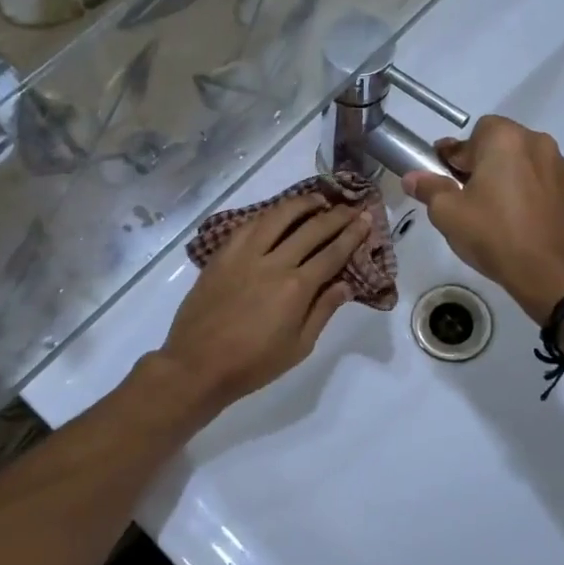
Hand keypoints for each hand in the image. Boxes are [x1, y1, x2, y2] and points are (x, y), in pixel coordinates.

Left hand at [151, 191, 370, 416]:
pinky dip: (267, 215)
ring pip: (277, 217)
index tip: (366, 219)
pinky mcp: (222, 255)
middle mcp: (273, 262)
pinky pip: (248, 225)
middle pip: (310, 229)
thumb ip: (323, 311)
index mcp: (296, 288)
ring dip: (300, 204)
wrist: (197, 364)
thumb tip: (346, 284)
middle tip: (350, 206)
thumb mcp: (299, 347)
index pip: (332, 253)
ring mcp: (244, 255)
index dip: (352, 234)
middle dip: (335, 215)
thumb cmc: (253, 364)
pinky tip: (276, 214)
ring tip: (317, 200)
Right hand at [402, 116, 563, 323]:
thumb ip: (429, 188)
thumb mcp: (448, 214)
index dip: (458, 154)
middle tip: (469, 194)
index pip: (475, 132)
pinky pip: (546, 182)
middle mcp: (538, 143)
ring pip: (527, 162)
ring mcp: (563, 167)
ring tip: (498, 210)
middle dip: (484, 163)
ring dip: (510, 176)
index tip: (446, 176)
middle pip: (503, 144)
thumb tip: (412, 177)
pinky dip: (533, 192)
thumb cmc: (495, 236)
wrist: (553, 275)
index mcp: (506, 140)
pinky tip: (523, 221)